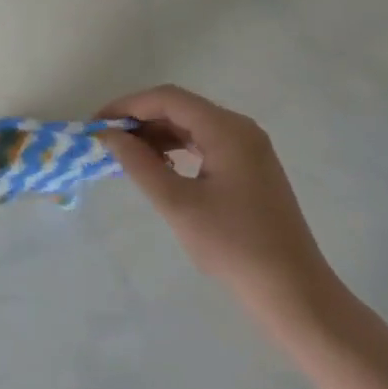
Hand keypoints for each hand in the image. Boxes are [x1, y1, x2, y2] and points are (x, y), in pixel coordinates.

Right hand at [99, 86, 331, 327]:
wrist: (292, 289)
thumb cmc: (232, 245)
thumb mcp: (178, 204)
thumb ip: (139, 165)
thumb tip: (108, 137)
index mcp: (227, 129)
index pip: (168, 98)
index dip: (128, 106)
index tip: (96, 125)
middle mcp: (241, 129)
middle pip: (181, 108)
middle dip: (141, 120)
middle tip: (105, 143)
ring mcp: (249, 149)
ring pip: (193, 127)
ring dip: (158, 136)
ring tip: (125, 157)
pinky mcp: (251, 169)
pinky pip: (206, 145)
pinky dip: (178, 150)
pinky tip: (158, 168)